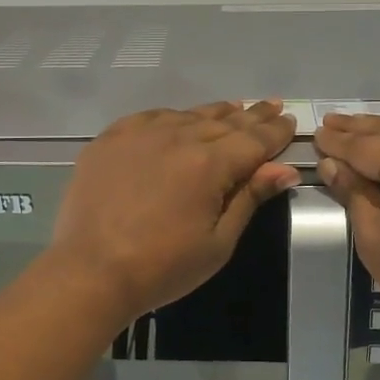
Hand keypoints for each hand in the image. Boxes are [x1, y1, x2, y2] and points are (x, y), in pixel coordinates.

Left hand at [49, 101, 300, 322]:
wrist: (89, 273)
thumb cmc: (162, 268)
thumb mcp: (217, 243)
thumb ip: (249, 198)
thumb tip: (284, 169)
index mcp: (209, 164)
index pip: (253, 140)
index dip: (275, 132)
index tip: (290, 121)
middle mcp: (177, 137)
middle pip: (224, 122)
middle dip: (252, 116)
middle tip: (272, 107)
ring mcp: (140, 134)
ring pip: (189, 115)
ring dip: (216, 113)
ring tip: (235, 108)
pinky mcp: (111, 139)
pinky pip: (151, 117)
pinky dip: (173, 116)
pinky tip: (181, 118)